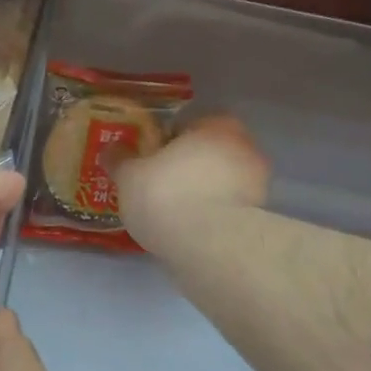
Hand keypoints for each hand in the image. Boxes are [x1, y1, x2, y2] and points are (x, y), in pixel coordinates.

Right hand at [114, 115, 270, 252]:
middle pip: (208, 152)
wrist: (208, 245)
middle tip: (159, 184)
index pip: (189, 124)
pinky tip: (189, 229)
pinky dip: (211, 214)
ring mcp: (257, 183)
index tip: (149, 159)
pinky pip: (226, 208)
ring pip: (220, 181)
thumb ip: (121, 159)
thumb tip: (111, 148)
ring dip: (201, 190)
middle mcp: (245, 147)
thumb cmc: (166, 195)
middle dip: (187, 165)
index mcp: (217, 125)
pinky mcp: (258, 217)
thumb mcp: (129, 175)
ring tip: (173, 211)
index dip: (166, 141)